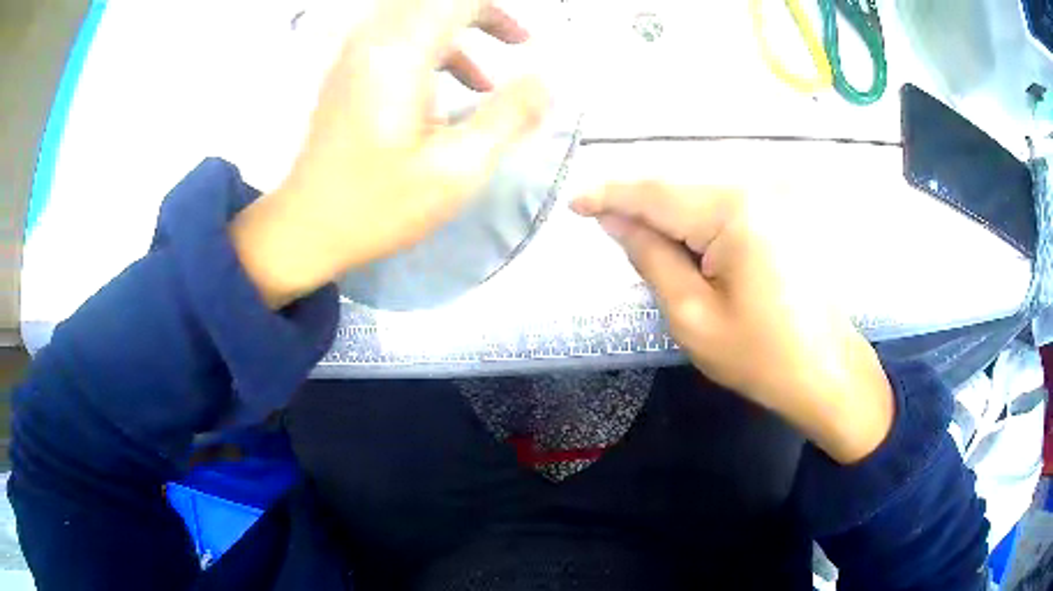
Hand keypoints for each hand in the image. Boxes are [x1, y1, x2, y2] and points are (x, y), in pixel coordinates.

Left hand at [231, 0, 548, 307]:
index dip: (496, 11)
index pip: (457, 1)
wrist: (306, 227)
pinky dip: (434, 50)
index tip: (525, 38)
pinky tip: (449, 93)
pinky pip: (399, 38)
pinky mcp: (350, 73)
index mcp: (400, 55)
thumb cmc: (377, 205)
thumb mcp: (456, 170)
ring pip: (417, 16)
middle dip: (482, 14)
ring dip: (459, 31)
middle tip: (517, 41)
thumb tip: (548, 82)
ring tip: (490, 78)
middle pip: (435, 2)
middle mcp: (375, 42)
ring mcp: (357, 55)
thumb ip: (508, 117)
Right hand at [572, 184, 894, 463]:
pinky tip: (683, 242)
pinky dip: (696, 222)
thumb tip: (616, 221)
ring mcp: (775, 200)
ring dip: (667, 215)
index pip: (656, 193)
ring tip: (638, 235)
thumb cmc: (760, 356)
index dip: (611, 195)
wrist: (827, 374)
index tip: (575, 204)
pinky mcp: (783, 216)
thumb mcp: (692, 315)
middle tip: (603, 223)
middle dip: (638, 205)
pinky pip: (725, 208)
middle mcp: (756, 190)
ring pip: (701, 196)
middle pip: (679, 189)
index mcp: (734, 212)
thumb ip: (651, 258)